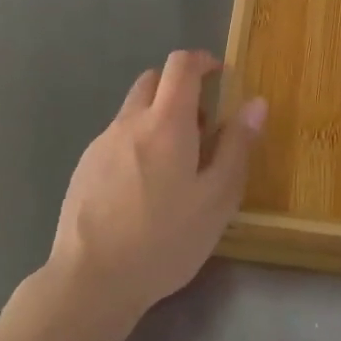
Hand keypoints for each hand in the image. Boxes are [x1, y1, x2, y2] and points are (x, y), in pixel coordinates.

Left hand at [46, 50, 267, 330]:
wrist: (91, 280)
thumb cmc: (164, 239)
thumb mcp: (217, 199)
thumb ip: (237, 147)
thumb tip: (256, 103)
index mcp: (166, 122)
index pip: (181, 65)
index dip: (203, 61)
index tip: (220, 74)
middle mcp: (129, 122)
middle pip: (153, 81)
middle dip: (180, 89)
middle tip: (202, 126)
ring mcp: (101, 143)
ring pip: (133, 111)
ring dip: (157, 119)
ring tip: (175, 167)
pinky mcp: (84, 167)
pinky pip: (116, 138)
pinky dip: (137, 144)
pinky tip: (143, 190)